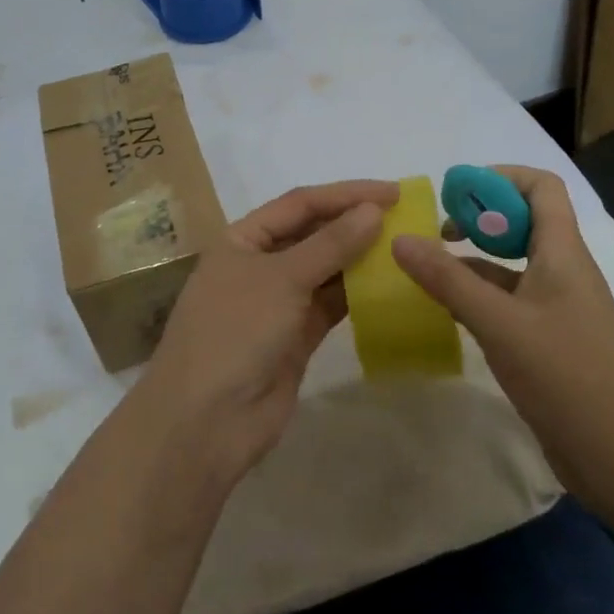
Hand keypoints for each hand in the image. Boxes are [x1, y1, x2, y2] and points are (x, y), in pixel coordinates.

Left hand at [138, 179, 395, 485]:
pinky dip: (357, 295)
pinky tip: (390, 286)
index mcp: (243, 238)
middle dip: (355, 224)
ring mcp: (278, 302)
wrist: (206, 420)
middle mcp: (260, 264)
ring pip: (326, 270)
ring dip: (360, 259)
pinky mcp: (296, 337)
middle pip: (313, 234)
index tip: (394, 192)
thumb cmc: (235, 331)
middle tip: (407, 219)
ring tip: (406, 248)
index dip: (346, 194)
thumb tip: (373, 211)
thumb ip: (330, 245)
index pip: (300, 203)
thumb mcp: (281, 279)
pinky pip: (331, 305)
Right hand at [391, 165, 613, 516]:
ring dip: (473, 257)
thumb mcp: (499, 324)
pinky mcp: (549, 338)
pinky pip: (509, 298)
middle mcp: (564, 271)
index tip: (456, 193)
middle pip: (523, 220)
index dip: (499, 178)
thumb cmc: (566, 378)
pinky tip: (446, 307)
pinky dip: (478, 293)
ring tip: (428, 266)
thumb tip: (400, 239)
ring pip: (512, 263)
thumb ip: (447, 279)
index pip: (542, 188)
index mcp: (564, 254)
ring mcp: (558, 306)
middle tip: (436, 230)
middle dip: (478, 216)